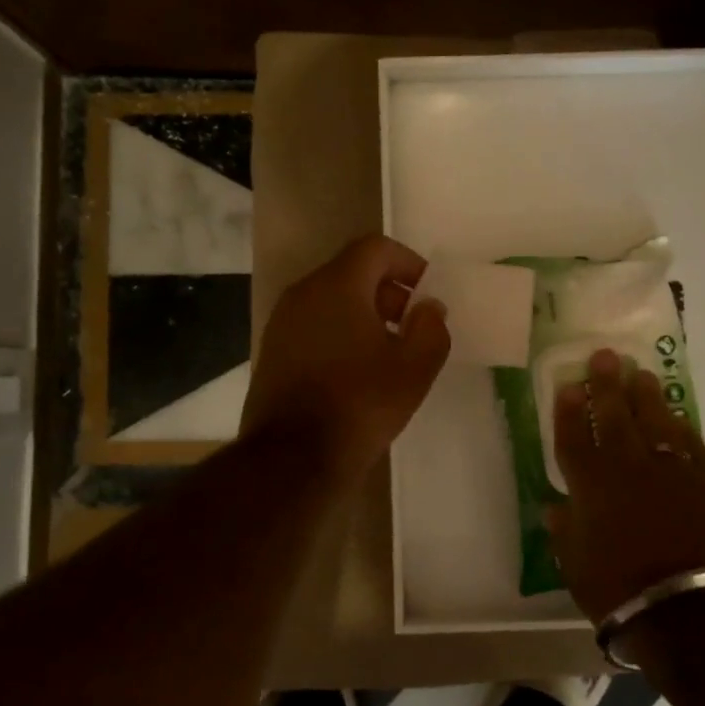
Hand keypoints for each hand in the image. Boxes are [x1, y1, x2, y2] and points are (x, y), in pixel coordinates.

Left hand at [241, 235, 450, 484]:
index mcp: (337, 285)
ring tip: (390, 354)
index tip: (428, 295)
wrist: (293, 457)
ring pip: (332, 301)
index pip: (376, 248)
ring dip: (366, 316)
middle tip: (414, 327)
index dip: (409, 263)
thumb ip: (431, 328)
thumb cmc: (360, 404)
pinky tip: (358, 373)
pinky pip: (315, 326)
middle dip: (389, 292)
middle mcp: (304, 293)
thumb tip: (428, 308)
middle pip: (353, 273)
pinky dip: (341, 335)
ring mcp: (282, 323)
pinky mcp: (273, 352)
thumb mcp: (414, 368)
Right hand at [548, 349, 704, 621]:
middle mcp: (629, 468)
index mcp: (591, 486)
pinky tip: (677, 416)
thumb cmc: (620, 590)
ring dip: (647, 396)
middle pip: (615, 417)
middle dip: (607, 385)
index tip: (570, 385)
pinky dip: (681, 428)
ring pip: (656, 422)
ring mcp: (671, 471)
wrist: (690, 608)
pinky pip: (691, 444)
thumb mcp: (576, 566)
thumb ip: (565, 530)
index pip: (574, 438)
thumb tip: (554, 507)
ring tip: (641, 374)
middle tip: (605, 356)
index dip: (570, 410)